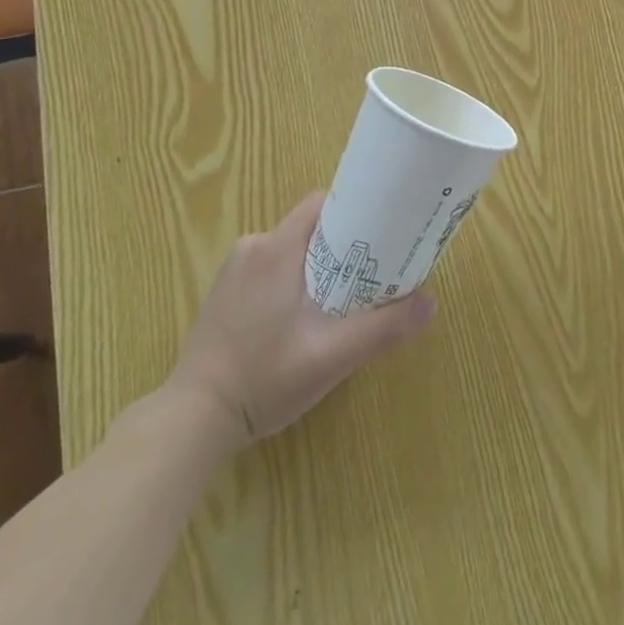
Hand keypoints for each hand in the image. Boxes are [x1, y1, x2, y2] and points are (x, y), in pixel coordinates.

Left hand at [166, 191, 435, 445]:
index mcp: (276, 248)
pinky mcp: (224, 293)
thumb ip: (382, 328)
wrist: (193, 420)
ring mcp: (234, 271)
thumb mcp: (331, 356)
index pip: (322, 204)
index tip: (382, 231)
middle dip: (342, 245)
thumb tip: (430, 302)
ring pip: (291, 250)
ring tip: (342, 299)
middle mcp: (253, 247)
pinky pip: (270, 269)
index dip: (355, 211)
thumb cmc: (263, 378)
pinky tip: (303, 318)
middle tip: (371, 273)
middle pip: (310, 228)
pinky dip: (293, 281)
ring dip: (317, 267)